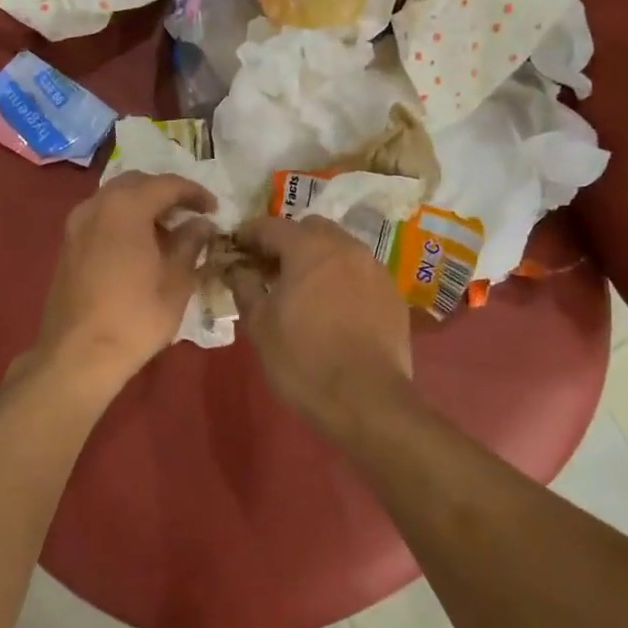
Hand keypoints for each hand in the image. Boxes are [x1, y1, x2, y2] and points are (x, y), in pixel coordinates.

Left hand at [30, 171, 217, 395]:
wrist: (77, 355)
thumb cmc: (135, 317)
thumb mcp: (176, 281)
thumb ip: (190, 243)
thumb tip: (201, 224)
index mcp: (126, 207)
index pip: (167, 184)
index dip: (195, 193)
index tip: (213, 209)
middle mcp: (96, 205)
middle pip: (137, 183)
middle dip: (166, 194)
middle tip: (190, 215)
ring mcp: (76, 224)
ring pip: (116, 199)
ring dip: (143, 206)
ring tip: (168, 233)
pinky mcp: (67, 245)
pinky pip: (101, 217)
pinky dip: (124, 221)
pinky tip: (140, 247)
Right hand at [228, 215, 413, 426]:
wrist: (366, 400)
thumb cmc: (303, 360)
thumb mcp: (259, 324)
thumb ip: (244, 286)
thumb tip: (235, 268)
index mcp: (309, 248)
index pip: (271, 226)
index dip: (248, 236)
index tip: (235, 251)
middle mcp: (346, 247)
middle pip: (310, 229)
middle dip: (287, 242)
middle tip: (270, 270)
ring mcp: (374, 269)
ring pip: (339, 248)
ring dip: (317, 258)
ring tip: (302, 289)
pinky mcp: (392, 293)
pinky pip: (360, 272)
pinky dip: (341, 278)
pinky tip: (332, 308)